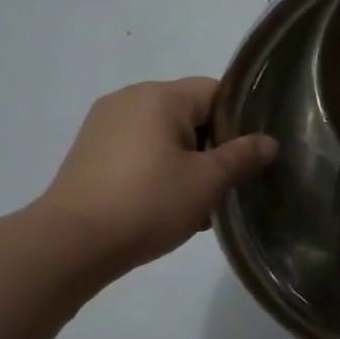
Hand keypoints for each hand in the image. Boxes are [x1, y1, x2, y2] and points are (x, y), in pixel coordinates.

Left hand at [32, 78, 276, 276]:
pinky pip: (138, 151)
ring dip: (185, 164)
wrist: (70, 244)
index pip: (216, 93)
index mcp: (159, 95)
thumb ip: (242, 156)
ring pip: (164, 136)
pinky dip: (156, 171)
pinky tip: (161, 207)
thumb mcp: (207, 182)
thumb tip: (268, 142)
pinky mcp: (89, 152)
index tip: (245, 160)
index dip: (238, 124)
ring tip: (193, 206)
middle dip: (211, 149)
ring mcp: (103, 125)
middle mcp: (129, 99)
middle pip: (189, 114)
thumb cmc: (148, 203)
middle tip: (222, 189)